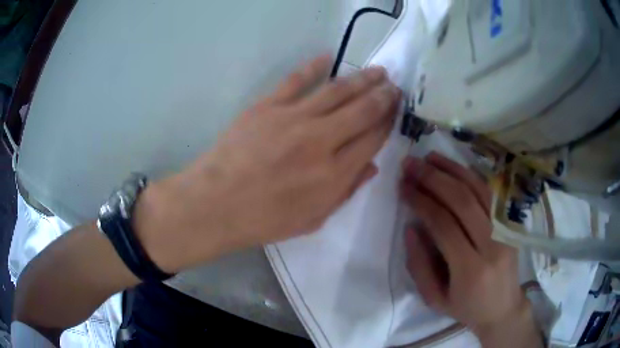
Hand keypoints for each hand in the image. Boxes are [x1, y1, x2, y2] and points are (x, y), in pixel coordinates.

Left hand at [136, 55, 401, 272]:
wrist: (216, 203)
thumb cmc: (264, 219)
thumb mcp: (313, 219)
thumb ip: (346, 191)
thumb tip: (372, 166)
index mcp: (334, 174)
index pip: (372, 140)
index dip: (387, 123)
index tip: (395, 111)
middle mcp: (321, 141)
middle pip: (362, 111)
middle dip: (382, 96)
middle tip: (394, 86)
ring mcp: (293, 118)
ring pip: (337, 91)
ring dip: (361, 79)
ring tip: (378, 71)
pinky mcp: (267, 106)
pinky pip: (296, 80)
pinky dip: (313, 66)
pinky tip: (329, 57)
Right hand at [401, 152, 540, 345]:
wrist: (503, 308)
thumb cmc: (466, 308)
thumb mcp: (434, 299)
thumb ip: (419, 265)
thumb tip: (411, 228)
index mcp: (470, 270)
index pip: (443, 225)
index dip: (421, 202)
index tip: (403, 187)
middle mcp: (492, 245)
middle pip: (462, 202)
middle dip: (433, 179)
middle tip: (411, 165)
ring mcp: (506, 231)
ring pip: (479, 191)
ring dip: (452, 170)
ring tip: (429, 158)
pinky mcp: (512, 224)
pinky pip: (491, 193)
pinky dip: (472, 176)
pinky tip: (454, 167)